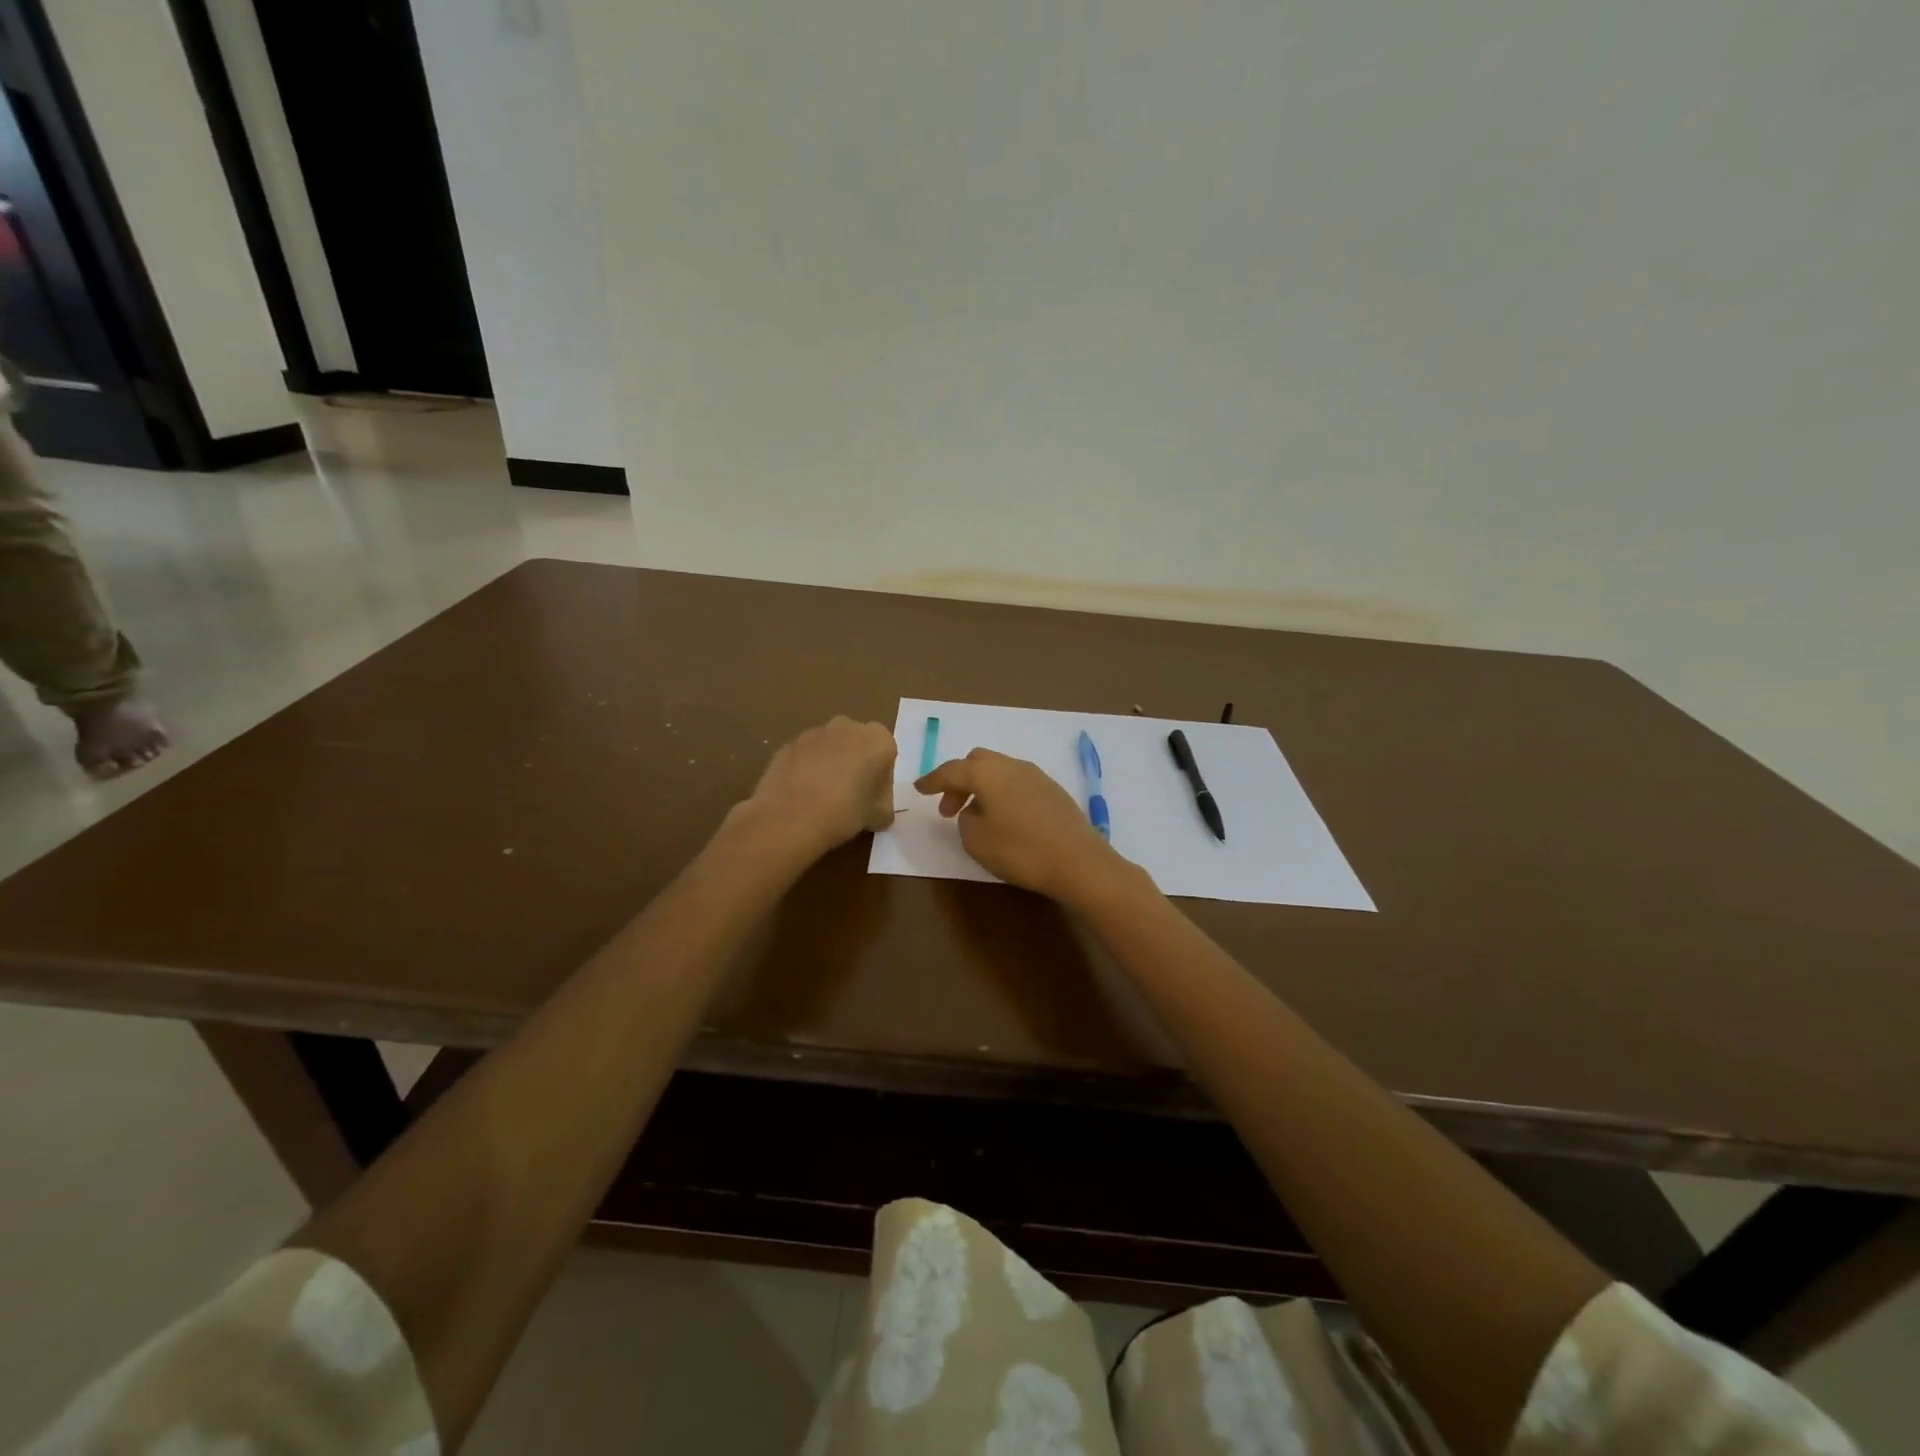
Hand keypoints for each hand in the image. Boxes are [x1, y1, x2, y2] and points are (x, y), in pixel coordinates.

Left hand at [745, 716, 897, 856]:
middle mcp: (847, 726)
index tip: (873, 800)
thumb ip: (883, 806)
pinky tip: (802, 796)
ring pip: (829, 748)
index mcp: (877, 738)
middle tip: (851, 796)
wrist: (791, 819)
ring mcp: (814, 733)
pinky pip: (805, 756)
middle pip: (857, 745)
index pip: (887, 755)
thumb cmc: (845, 813)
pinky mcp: (787, 745)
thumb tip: (876, 808)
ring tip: (823, 798)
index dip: (881, 779)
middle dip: (856, 765)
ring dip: (830, 765)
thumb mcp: (879, 816)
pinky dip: (806, 770)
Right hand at [915, 749, 1123, 902]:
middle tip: (949, 809)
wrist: (1078, 861)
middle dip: (959, 781)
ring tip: (976, 816)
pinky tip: (1005, 819)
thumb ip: (966, 820)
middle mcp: (1012, 766)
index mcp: (987, 772)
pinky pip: (1018, 784)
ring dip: (982, 788)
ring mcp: (1037, 776)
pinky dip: (1003, 794)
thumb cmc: (1020, 850)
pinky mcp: (1054, 791)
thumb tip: (974, 811)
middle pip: (978, 762)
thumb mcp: (976, 840)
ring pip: (1000, 772)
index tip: (919, 789)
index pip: (951, 770)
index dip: (932, 780)